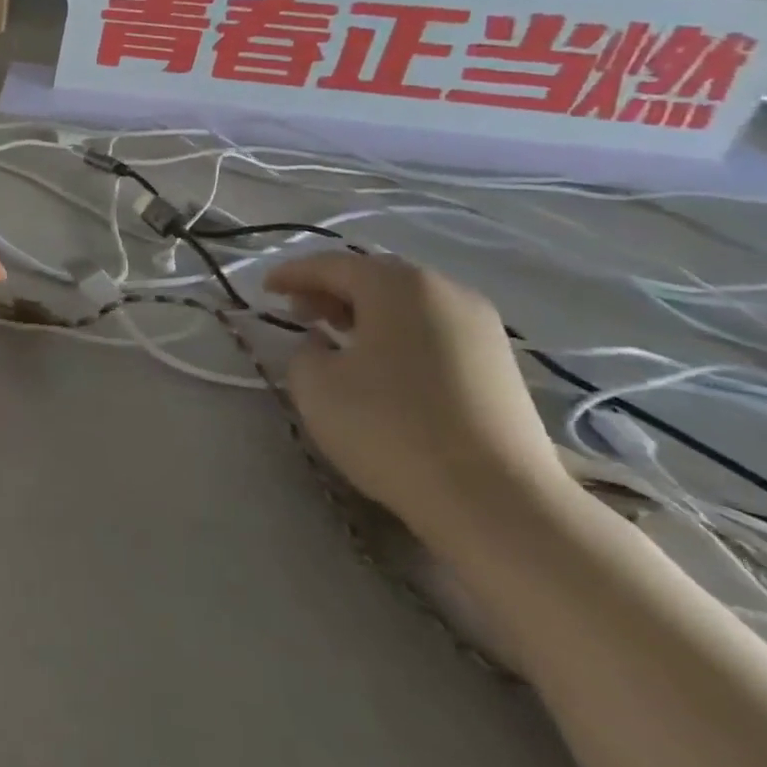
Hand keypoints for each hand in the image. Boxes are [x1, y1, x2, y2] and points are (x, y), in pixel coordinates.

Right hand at [263, 252, 571, 543]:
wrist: (498, 502)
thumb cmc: (391, 429)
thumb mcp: (315, 386)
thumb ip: (304, 350)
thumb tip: (323, 344)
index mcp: (397, 284)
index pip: (330, 264)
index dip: (291, 275)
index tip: (265, 290)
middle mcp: (445, 290)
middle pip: (374, 277)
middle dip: (331, 290)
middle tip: (298, 312)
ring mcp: (482, 326)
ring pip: (407, 303)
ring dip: (366, 312)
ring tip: (336, 337)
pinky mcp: (501, 364)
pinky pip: (433, 329)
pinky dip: (398, 333)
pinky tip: (381, 364)